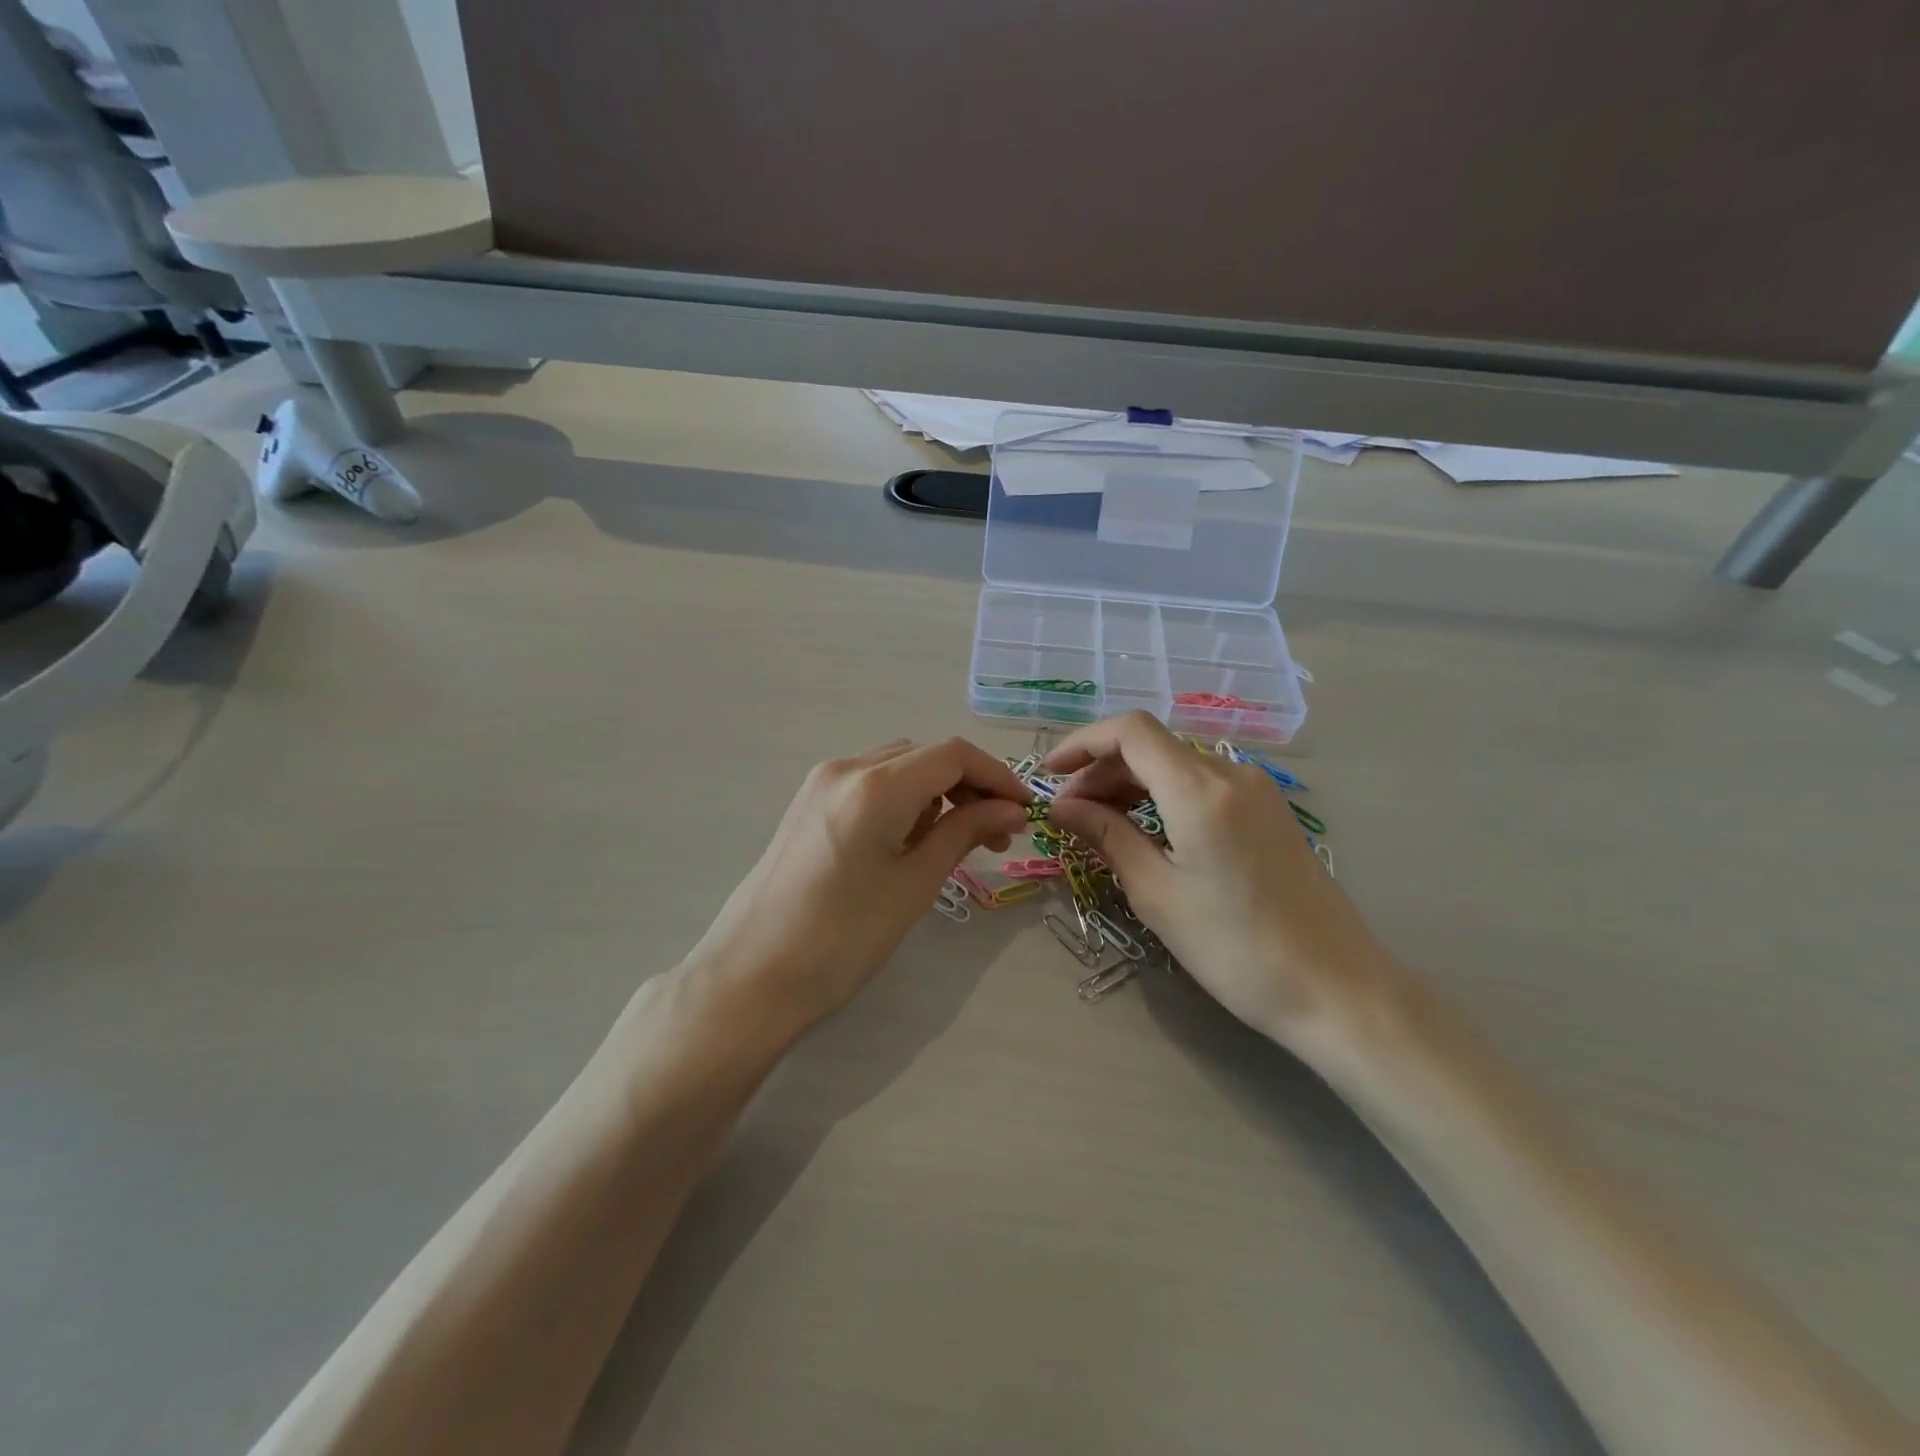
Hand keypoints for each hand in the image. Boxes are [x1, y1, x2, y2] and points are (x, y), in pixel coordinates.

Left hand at [687, 737, 1029, 1028]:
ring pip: (898, 766)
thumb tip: (1010, 810)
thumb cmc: (842, 938)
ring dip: (936, 793)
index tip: (1024, 811)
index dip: (997, 776)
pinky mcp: (808, 802)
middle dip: (968, 786)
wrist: (752, 975)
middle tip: (996, 835)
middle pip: (925, 755)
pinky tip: (908, 841)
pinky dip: (903, 799)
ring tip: (951, 843)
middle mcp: (846, 768)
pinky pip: (870, 782)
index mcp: (876, 785)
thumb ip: (965, 833)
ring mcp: (821, 782)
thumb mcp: (915, 884)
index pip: (953, 755)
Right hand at [1044, 712, 1400, 1047]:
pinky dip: (1163, 797)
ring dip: (1131, 785)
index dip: (1081, 743)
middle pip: (1151, 747)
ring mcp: (1256, 791)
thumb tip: (1062, 807)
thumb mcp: (1157, 893)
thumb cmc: (1236, 947)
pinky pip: (1202, 786)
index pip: (1129, 731)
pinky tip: (1146, 832)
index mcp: (1200, 789)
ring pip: (1176, 765)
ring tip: (1100, 826)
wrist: (1336, 989)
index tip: (1048, 775)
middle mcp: (1230, 774)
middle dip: (1101, 771)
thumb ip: (1106, 837)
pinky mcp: (1268, 813)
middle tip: (1069, 815)